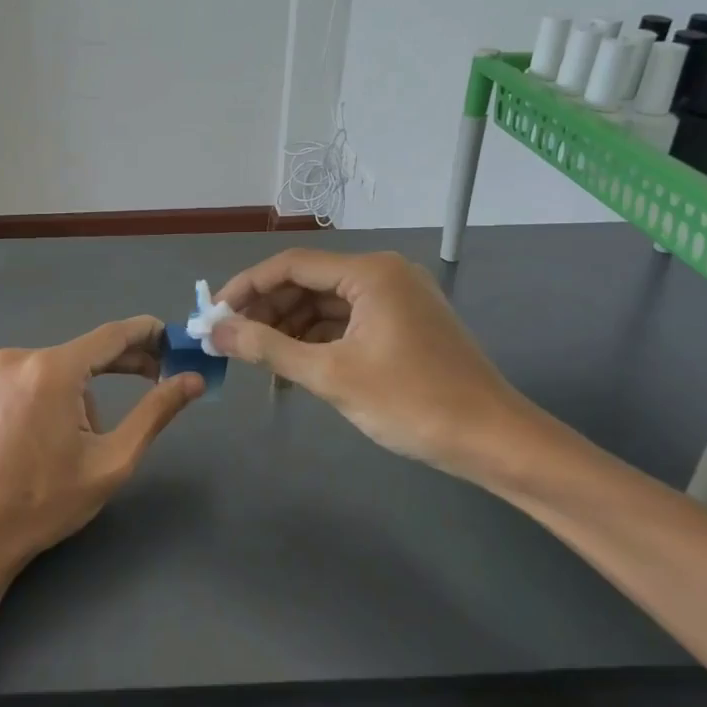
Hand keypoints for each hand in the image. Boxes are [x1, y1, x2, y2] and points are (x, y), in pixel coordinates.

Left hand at [0, 317, 203, 581]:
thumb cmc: (45, 502)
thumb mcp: (111, 461)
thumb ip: (155, 412)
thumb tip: (193, 380)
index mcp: (51, 370)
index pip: (111, 336)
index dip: (147, 333)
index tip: (172, 338)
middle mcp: (16, 358)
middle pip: (81, 354)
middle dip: (118, 364)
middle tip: (153, 377)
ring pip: (51, 371)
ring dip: (75, 391)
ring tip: (75, 440)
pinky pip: (22, 383)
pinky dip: (41, 398)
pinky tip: (39, 436)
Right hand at [211, 249, 557, 484]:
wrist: (493, 441)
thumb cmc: (412, 403)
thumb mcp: (332, 376)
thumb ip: (269, 348)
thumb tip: (217, 331)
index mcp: (370, 273)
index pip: (290, 265)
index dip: (246, 287)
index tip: (213, 314)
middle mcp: (383, 274)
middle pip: (308, 282)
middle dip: (267, 311)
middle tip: (231, 342)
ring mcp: (397, 299)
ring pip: (326, 305)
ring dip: (290, 329)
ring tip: (259, 361)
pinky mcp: (404, 324)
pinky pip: (347, 322)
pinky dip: (318, 341)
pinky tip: (294, 368)